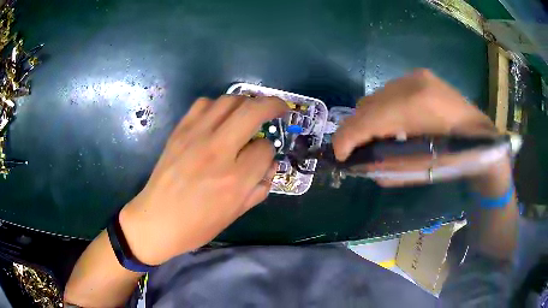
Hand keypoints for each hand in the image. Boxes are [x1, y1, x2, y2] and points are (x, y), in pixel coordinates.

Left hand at [119, 95, 287, 264]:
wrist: (156, 220)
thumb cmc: (197, 225)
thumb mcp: (235, 214)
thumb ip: (259, 188)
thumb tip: (271, 164)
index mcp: (234, 179)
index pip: (265, 149)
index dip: (269, 151)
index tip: (264, 156)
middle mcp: (217, 151)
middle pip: (253, 111)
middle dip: (273, 105)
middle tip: (280, 108)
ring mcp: (195, 137)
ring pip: (229, 101)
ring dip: (245, 103)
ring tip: (248, 112)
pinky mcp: (179, 131)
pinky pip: (203, 104)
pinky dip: (217, 105)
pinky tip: (219, 118)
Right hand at [333, 69, 498, 185]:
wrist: (482, 139)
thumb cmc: (455, 160)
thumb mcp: (418, 171)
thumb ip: (384, 166)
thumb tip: (359, 163)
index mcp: (416, 107)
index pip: (368, 119)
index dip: (347, 138)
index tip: (340, 155)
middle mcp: (412, 83)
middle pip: (367, 105)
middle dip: (357, 129)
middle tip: (360, 149)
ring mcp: (416, 76)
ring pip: (377, 97)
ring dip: (371, 118)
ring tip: (380, 137)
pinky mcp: (420, 76)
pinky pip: (389, 92)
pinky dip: (385, 109)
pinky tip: (396, 123)